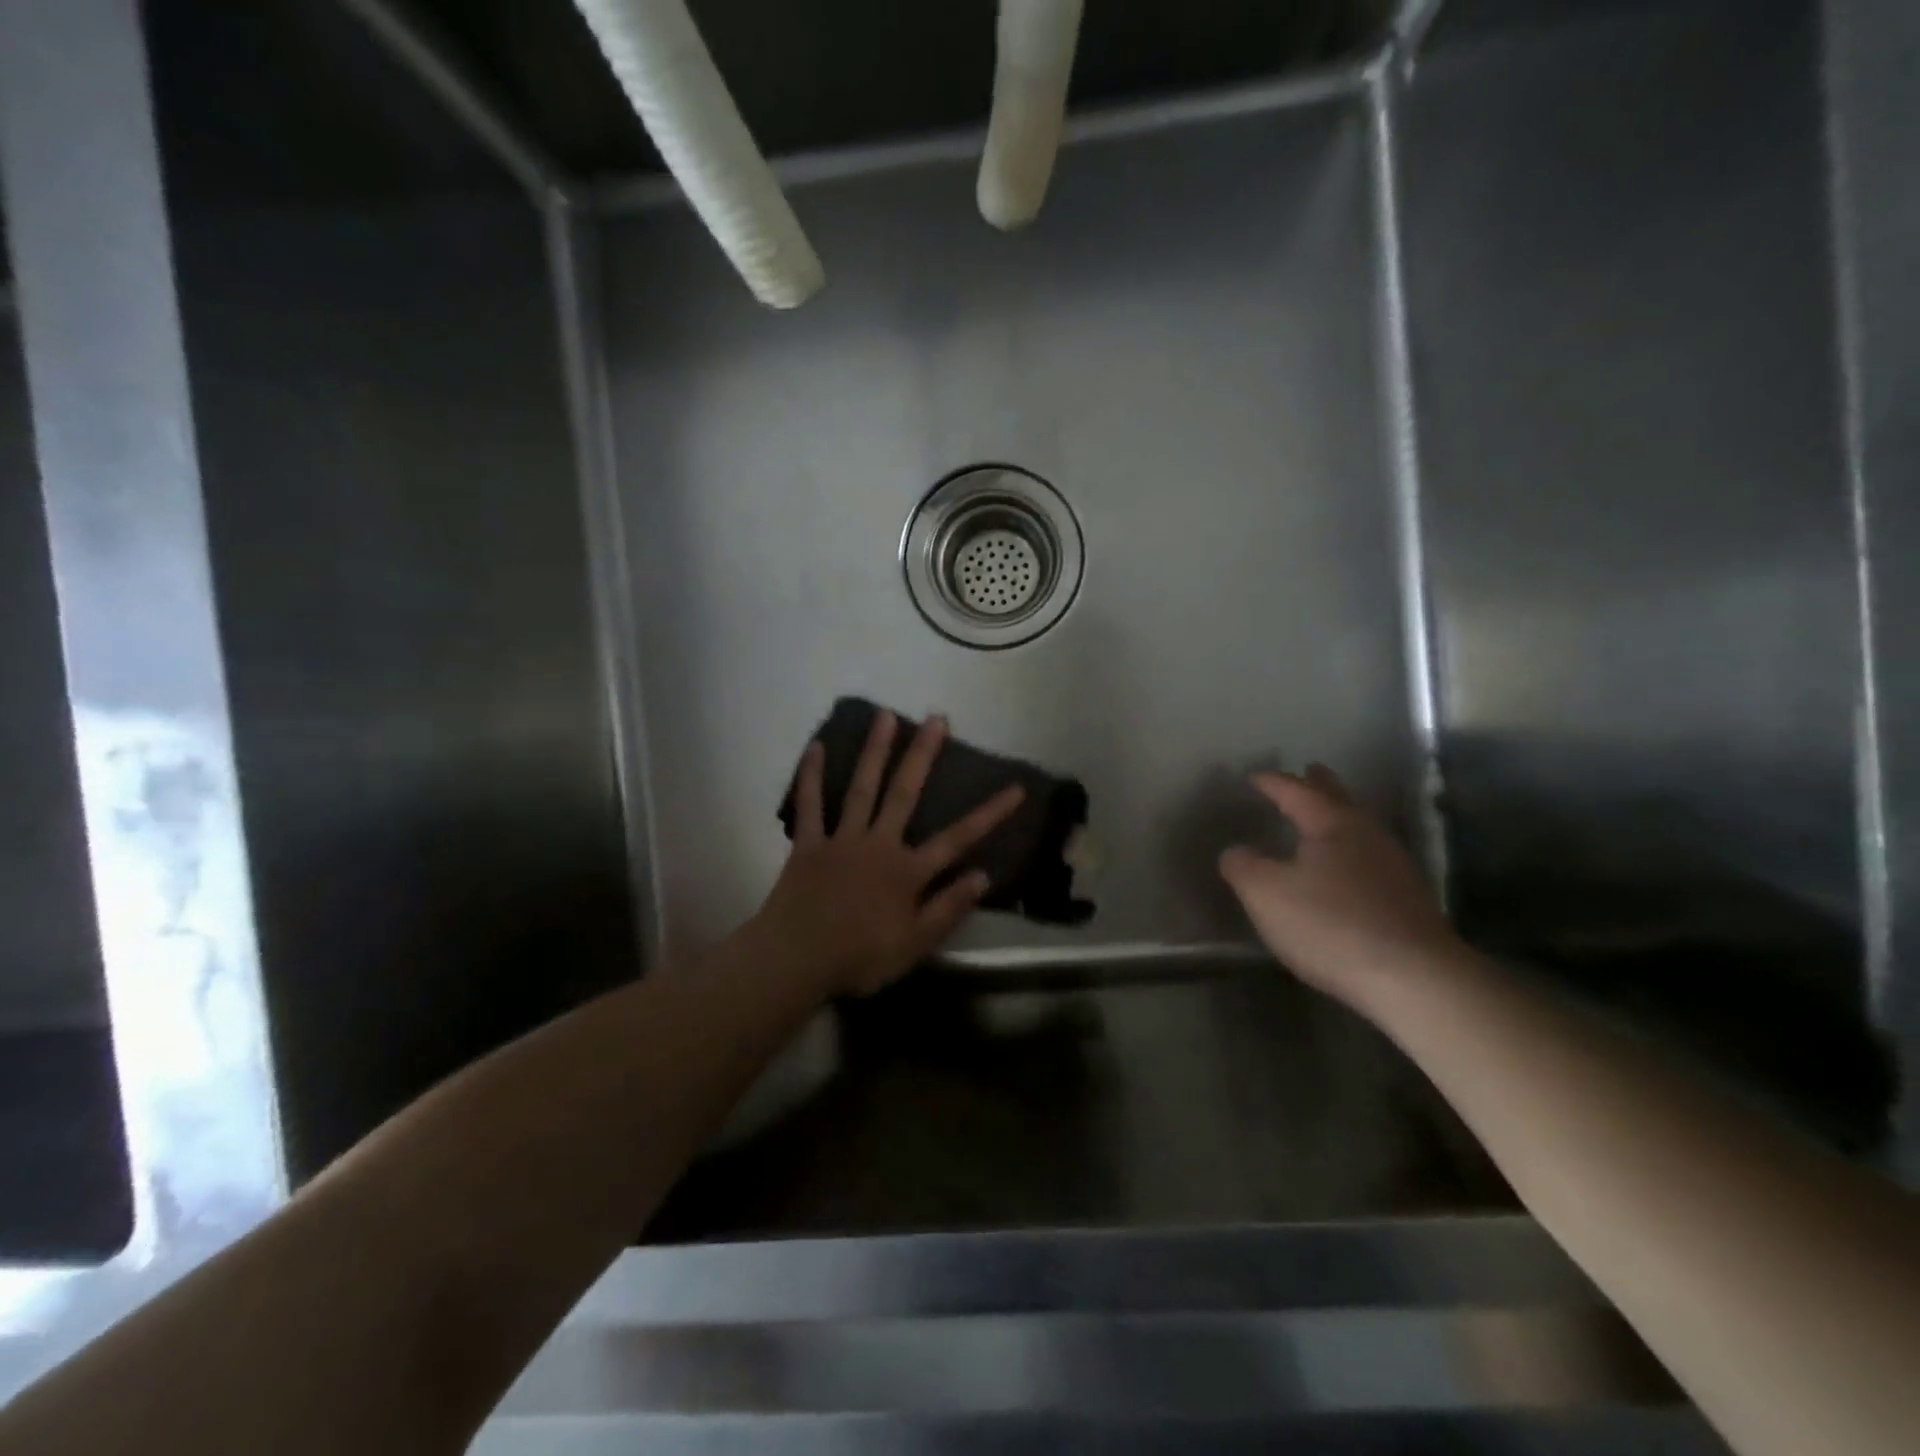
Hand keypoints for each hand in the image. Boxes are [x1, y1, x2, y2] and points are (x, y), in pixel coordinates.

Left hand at [753, 710, 1024, 996]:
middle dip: (923, 755)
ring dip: (875, 751)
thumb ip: (949, 908)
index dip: (990, 813)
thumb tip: (984, 874)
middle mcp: (878, 844)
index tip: (1015, 787)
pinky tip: (816, 747)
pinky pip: (809, 805)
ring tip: (886, 715)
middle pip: (904, 793)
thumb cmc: (859, 957)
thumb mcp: (915, 944)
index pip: (958, 838)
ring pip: (861, 788)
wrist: (795, 960)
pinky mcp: (808, 844)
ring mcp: (841, 840)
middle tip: (937, 718)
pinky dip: (811, 776)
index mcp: (907, 871)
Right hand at [1218, 765, 1461, 1007]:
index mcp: (1331, 823)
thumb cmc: (1331, 924)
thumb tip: (1236, 851)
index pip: (1296, 790)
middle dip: (1319, 785)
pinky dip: (1351, 852)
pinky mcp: (1408, 900)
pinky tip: (1344, 870)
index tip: (1254, 777)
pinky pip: (1370, 859)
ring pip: (1359, 828)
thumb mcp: (1266, 894)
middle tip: (1308, 771)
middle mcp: (1367, 834)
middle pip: (1340, 799)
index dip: (1273, 782)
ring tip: (1321, 821)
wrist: (1416, 979)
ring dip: (1338, 819)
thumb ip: (1243, 867)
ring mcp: (1394, 866)